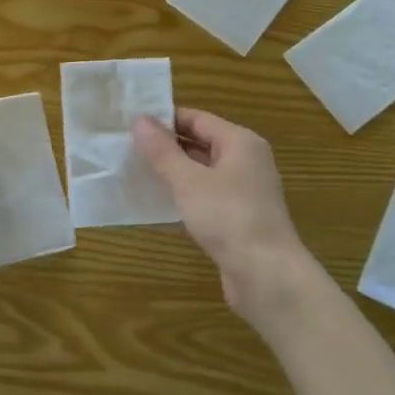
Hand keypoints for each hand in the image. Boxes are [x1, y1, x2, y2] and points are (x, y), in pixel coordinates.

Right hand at [133, 108, 319, 324]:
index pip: (197, 118)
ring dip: (173, 173)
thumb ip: (162, 151)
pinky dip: (185, 196)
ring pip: (203, 172)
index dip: (164, 119)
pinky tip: (159, 204)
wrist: (267, 276)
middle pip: (201, 143)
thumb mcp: (188, 181)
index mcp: (240, 142)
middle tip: (127, 148)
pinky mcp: (239, 218)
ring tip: (136, 173)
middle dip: (166, 146)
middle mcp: (246, 161)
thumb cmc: (228, 218)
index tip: (130, 124)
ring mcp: (245, 192)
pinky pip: (207, 197)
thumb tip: (139, 120)